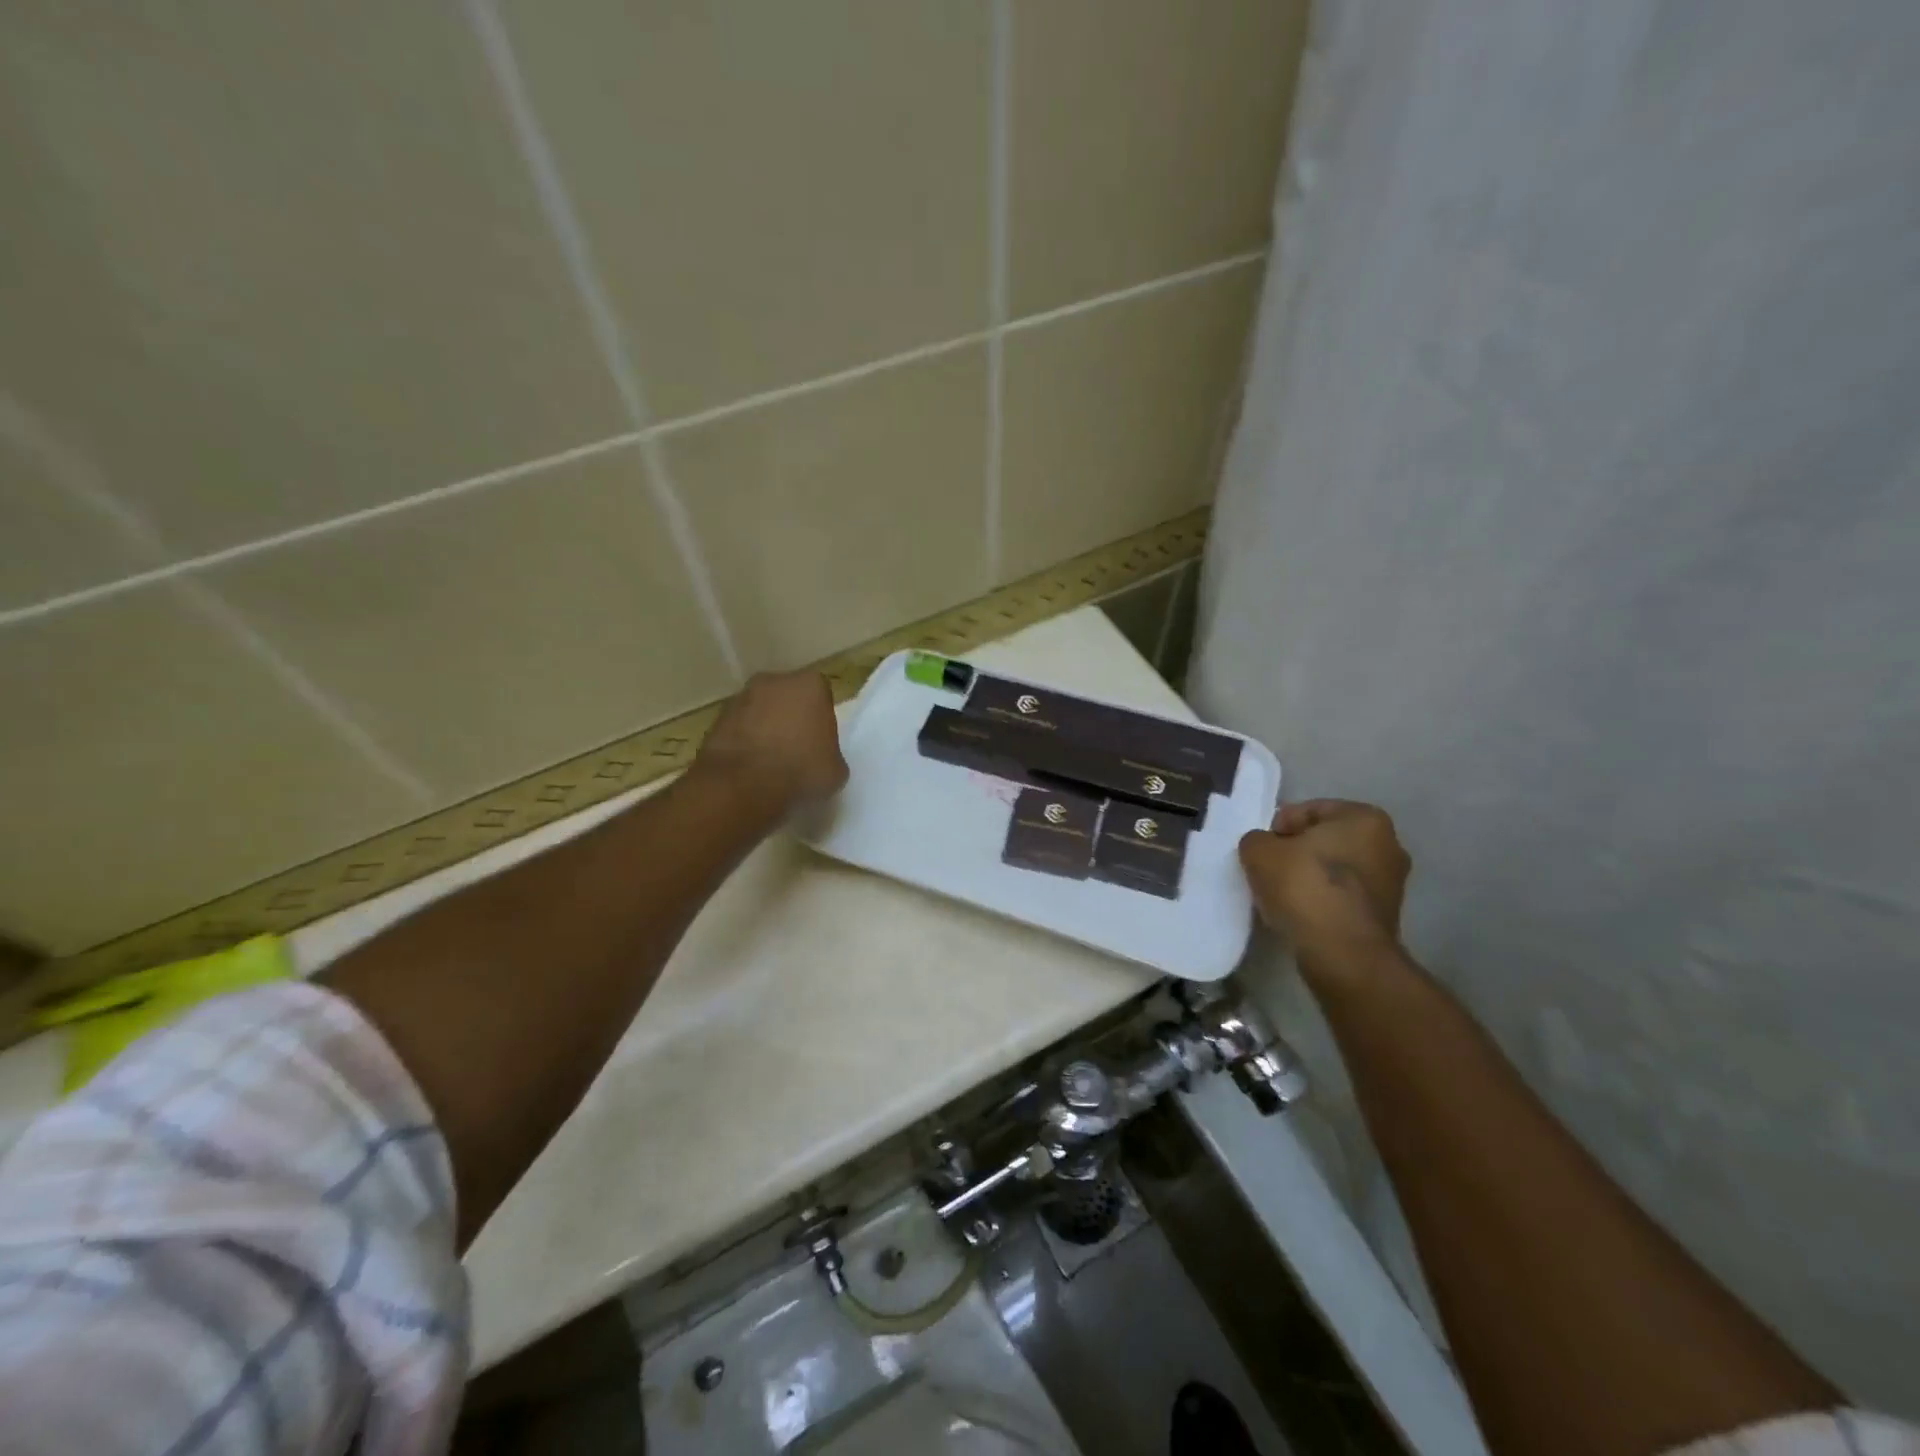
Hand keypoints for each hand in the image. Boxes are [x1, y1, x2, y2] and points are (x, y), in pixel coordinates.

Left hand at [696, 671, 848, 811]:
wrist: (743, 785)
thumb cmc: (800, 770)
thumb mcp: (836, 771)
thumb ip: (831, 755)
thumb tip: (822, 760)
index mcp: (810, 685)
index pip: (821, 696)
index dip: (821, 720)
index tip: (820, 743)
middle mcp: (774, 681)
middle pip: (788, 698)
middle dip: (791, 718)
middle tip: (796, 750)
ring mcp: (741, 697)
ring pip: (760, 711)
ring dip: (765, 729)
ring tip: (770, 763)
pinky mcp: (716, 719)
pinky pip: (739, 729)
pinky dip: (744, 743)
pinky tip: (749, 769)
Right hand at [1239, 799, 1410, 974]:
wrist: (1342, 953)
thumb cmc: (1304, 887)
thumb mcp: (1259, 851)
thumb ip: (1257, 840)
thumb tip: (1264, 847)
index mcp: (1365, 818)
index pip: (1309, 810)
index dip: (1278, 827)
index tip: (1261, 848)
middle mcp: (1389, 844)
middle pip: (1326, 840)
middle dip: (1297, 851)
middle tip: (1268, 868)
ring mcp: (1392, 883)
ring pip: (1335, 870)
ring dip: (1309, 877)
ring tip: (1280, 894)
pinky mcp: (1386, 916)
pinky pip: (1343, 897)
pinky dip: (1322, 900)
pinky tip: (1299, 913)